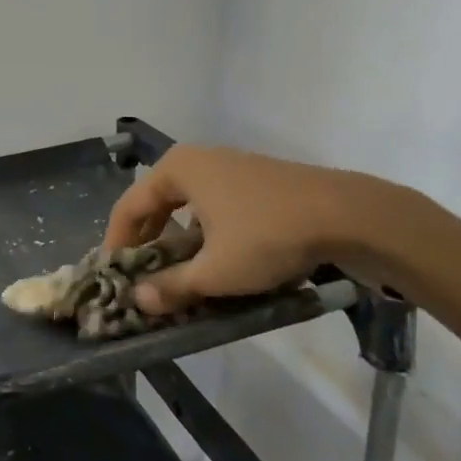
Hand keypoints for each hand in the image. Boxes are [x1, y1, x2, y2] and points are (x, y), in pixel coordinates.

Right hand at [102, 144, 394, 315]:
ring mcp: (229, 165)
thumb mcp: (215, 271)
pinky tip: (216, 258)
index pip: (129, 207)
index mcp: (177, 169)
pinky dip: (204, 231)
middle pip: (155, 203)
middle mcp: (197, 159)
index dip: (116, 244)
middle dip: (146, 242)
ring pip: (186, 205)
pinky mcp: (255, 179)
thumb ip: (172, 287)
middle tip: (142, 276)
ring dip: (176, 239)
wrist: (347, 215)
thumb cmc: (268, 236)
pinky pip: (212, 205)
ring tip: (178, 272)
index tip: (113, 276)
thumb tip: (138, 300)